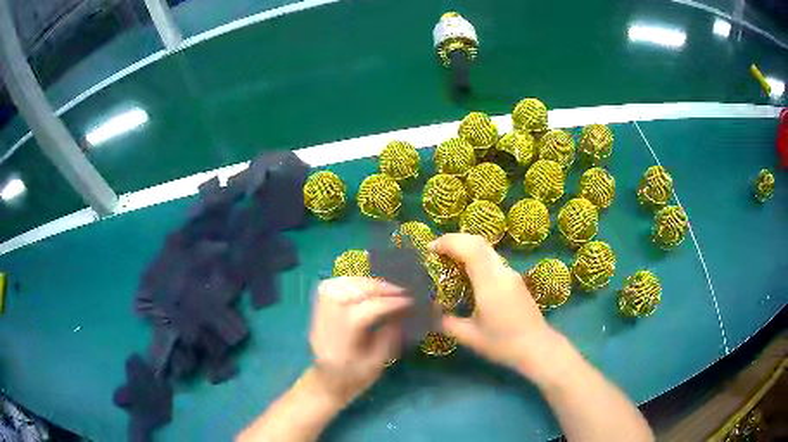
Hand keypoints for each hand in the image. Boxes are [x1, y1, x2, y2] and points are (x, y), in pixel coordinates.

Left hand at [309, 277, 412, 404]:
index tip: (412, 299)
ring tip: (386, 287)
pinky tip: (364, 287)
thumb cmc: (354, 378)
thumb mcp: (377, 363)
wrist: (326, 383)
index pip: (369, 309)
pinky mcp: (318, 309)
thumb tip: (403, 313)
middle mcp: (328, 319)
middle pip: (354, 291)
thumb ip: (389, 336)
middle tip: (403, 290)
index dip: (392, 302)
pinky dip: (349, 282)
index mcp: (343, 336)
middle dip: (381, 287)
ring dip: (365, 282)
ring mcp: (320, 312)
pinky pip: (332, 286)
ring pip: (341, 284)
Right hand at [430, 233, 561, 381]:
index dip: (449, 242)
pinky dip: (476, 257)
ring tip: (448, 261)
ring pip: (487, 249)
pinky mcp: (515, 279)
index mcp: (490, 284)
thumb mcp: (469, 337)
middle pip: (479, 242)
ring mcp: (511, 274)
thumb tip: (426, 312)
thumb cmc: (503, 344)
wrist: (537, 348)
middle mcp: (502, 273)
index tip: (430, 249)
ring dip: (466, 247)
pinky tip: (467, 273)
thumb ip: (445, 322)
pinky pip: (492, 259)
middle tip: (436, 252)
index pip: (471, 248)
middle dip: (455, 240)